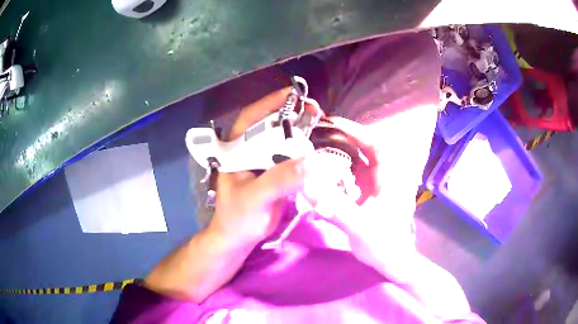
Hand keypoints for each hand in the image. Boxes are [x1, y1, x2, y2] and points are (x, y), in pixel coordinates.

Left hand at [207, 87, 314, 248]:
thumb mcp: (255, 198)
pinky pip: (291, 157)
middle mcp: (249, 151)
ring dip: (300, 133)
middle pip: (270, 126)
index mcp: (235, 150)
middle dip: (292, 116)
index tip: (293, 95)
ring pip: (282, 141)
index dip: (270, 103)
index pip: (250, 119)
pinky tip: (317, 150)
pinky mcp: (274, 173)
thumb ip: (279, 179)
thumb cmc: (238, 218)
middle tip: (314, 110)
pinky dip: (304, 153)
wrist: (239, 239)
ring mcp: (262, 162)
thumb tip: (312, 161)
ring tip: (319, 125)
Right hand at [310, 104, 437, 282]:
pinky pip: (350, 177)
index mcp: (389, 178)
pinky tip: (319, 172)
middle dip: (341, 140)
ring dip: (337, 155)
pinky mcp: (365, 196)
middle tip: (315, 134)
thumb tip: (308, 185)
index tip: (333, 123)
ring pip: (355, 162)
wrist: (389, 262)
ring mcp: (374, 186)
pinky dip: (336, 172)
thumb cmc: (382, 244)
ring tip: (312, 148)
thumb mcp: (360, 226)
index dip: (355, 131)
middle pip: (362, 150)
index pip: (374, 144)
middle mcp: (382, 177)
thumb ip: (335, 207)